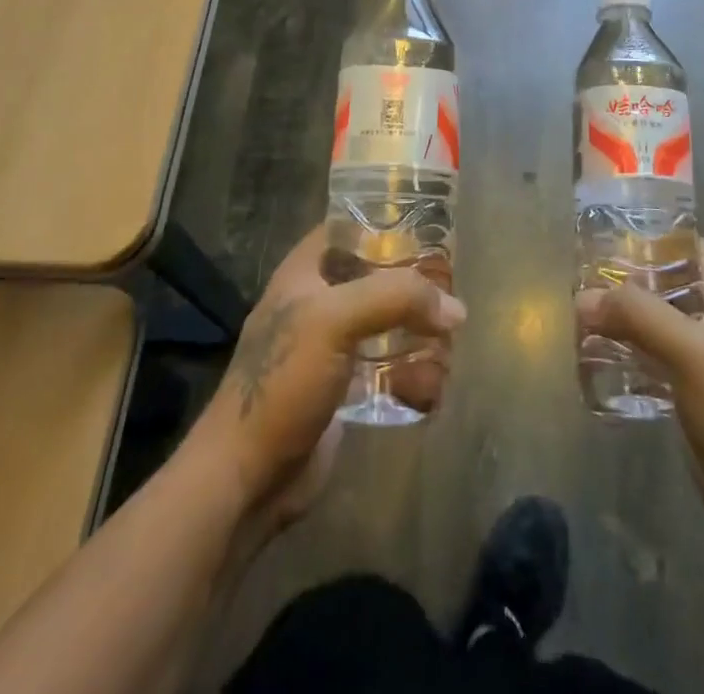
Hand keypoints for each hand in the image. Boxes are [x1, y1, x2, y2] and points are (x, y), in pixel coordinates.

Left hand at [188, 226, 465, 527]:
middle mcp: (319, 301)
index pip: (350, 228)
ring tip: (446, 355)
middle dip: (415, 290)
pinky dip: (412, 377)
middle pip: (378, 277)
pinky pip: (388, 369)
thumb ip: (396, 298)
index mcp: (305, 272)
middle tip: (449, 301)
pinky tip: (431, 391)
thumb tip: (456, 309)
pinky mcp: (344, 388)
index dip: (387, 225)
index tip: (430, 234)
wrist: (247, 477)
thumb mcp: (335, 319)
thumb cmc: (283, 380)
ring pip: (388, 324)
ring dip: (420, 337)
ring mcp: (331, 347)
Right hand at [576, 239, 703, 567]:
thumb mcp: (688, 350)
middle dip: (633, 278)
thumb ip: (636, 315)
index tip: (616, 231)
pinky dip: (630, 354)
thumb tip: (583, 298)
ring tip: (584, 314)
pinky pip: (656, 362)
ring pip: (661, 325)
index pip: (697, 249)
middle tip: (588, 275)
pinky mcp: (694, 399)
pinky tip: (599, 360)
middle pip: (673, 285)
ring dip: (627, 318)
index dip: (662, 234)